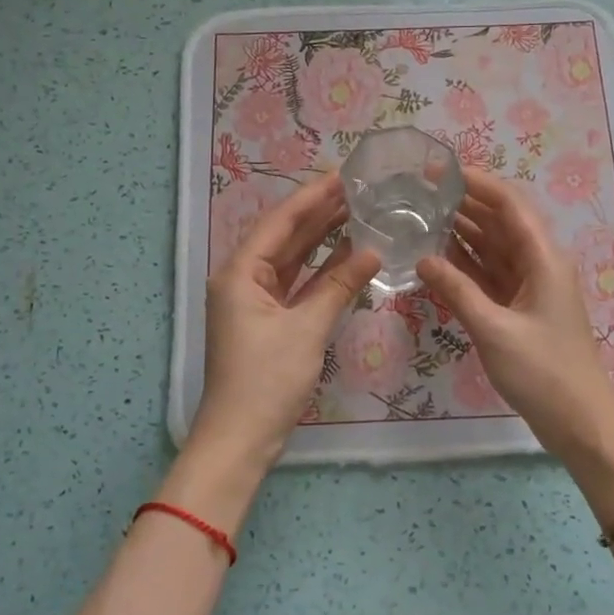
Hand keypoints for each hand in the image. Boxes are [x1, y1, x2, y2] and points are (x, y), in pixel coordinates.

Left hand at [189, 172, 380, 472]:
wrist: (241, 439)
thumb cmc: (267, 380)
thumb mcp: (307, 330)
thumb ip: (339, 286)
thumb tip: (373, 251)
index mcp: (240, 272)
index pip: (280, 222)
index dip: (312, 196)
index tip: (344, 175)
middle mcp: (242, 278)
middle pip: (284, 236)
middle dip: (318, 212)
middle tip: (357, 188)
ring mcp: (254, 300)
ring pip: (291, 259)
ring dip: (320, 238)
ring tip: (356, 211)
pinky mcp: (267, 320)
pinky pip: (296, 284)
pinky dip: (319, 270)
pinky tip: (346, 254)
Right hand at [418, 171, 613, 462]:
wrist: (578, 421)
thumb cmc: (543, 372)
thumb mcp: (494, 329)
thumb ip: (457, 290)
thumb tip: (422, 258)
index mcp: (543, 258)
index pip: (509, 204)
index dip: (476, 182)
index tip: (438, 170)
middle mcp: (538, 263)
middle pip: (499, 221)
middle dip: (464, 203)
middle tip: (419, 193)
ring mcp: (529, 286)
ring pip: (492, 247)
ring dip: (461, 232)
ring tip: (421, 217)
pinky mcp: (519, 308)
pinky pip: (489, 274)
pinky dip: (465, 264)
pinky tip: (436, 257)